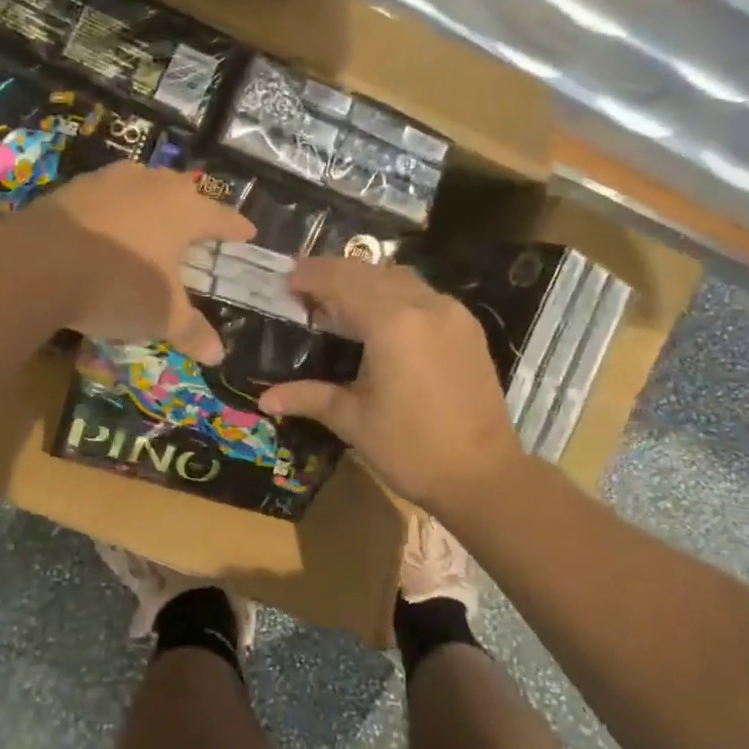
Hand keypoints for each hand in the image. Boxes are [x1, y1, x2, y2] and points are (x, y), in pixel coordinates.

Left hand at [22, 162, 253, 363]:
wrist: (36, 265)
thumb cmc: (119, 285)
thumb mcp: (163, 316)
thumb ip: (193, 331)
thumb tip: (218, 354)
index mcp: (185, 209)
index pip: (222, 217)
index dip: (237, 228)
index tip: (248, 234)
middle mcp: (152, 184)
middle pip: (184, 193)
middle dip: (194, 211)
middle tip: (200, 230)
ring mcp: (109, 180)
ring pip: (143, 188)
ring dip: (152, 206)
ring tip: (154, 227)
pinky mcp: (72, 188)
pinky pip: (107, 199)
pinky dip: (115, 214)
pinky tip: (107, 233)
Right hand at [260, 258, 524, 512]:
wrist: (483, 475)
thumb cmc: (412, 450)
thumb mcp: (354, 421)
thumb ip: (310, 397)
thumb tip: (265, 398)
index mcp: (392, 323)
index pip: (343, 281)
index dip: (312, 276)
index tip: (287, 280)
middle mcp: (425, 305)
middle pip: (371, 272)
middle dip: (335, 273)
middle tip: (305, 287)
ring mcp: (452, 313)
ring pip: (400, 278)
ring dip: (366, 280)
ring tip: (339, 300)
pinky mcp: (467, 328)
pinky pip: (423, 294)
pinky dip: (394, 293)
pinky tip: (379, 317)